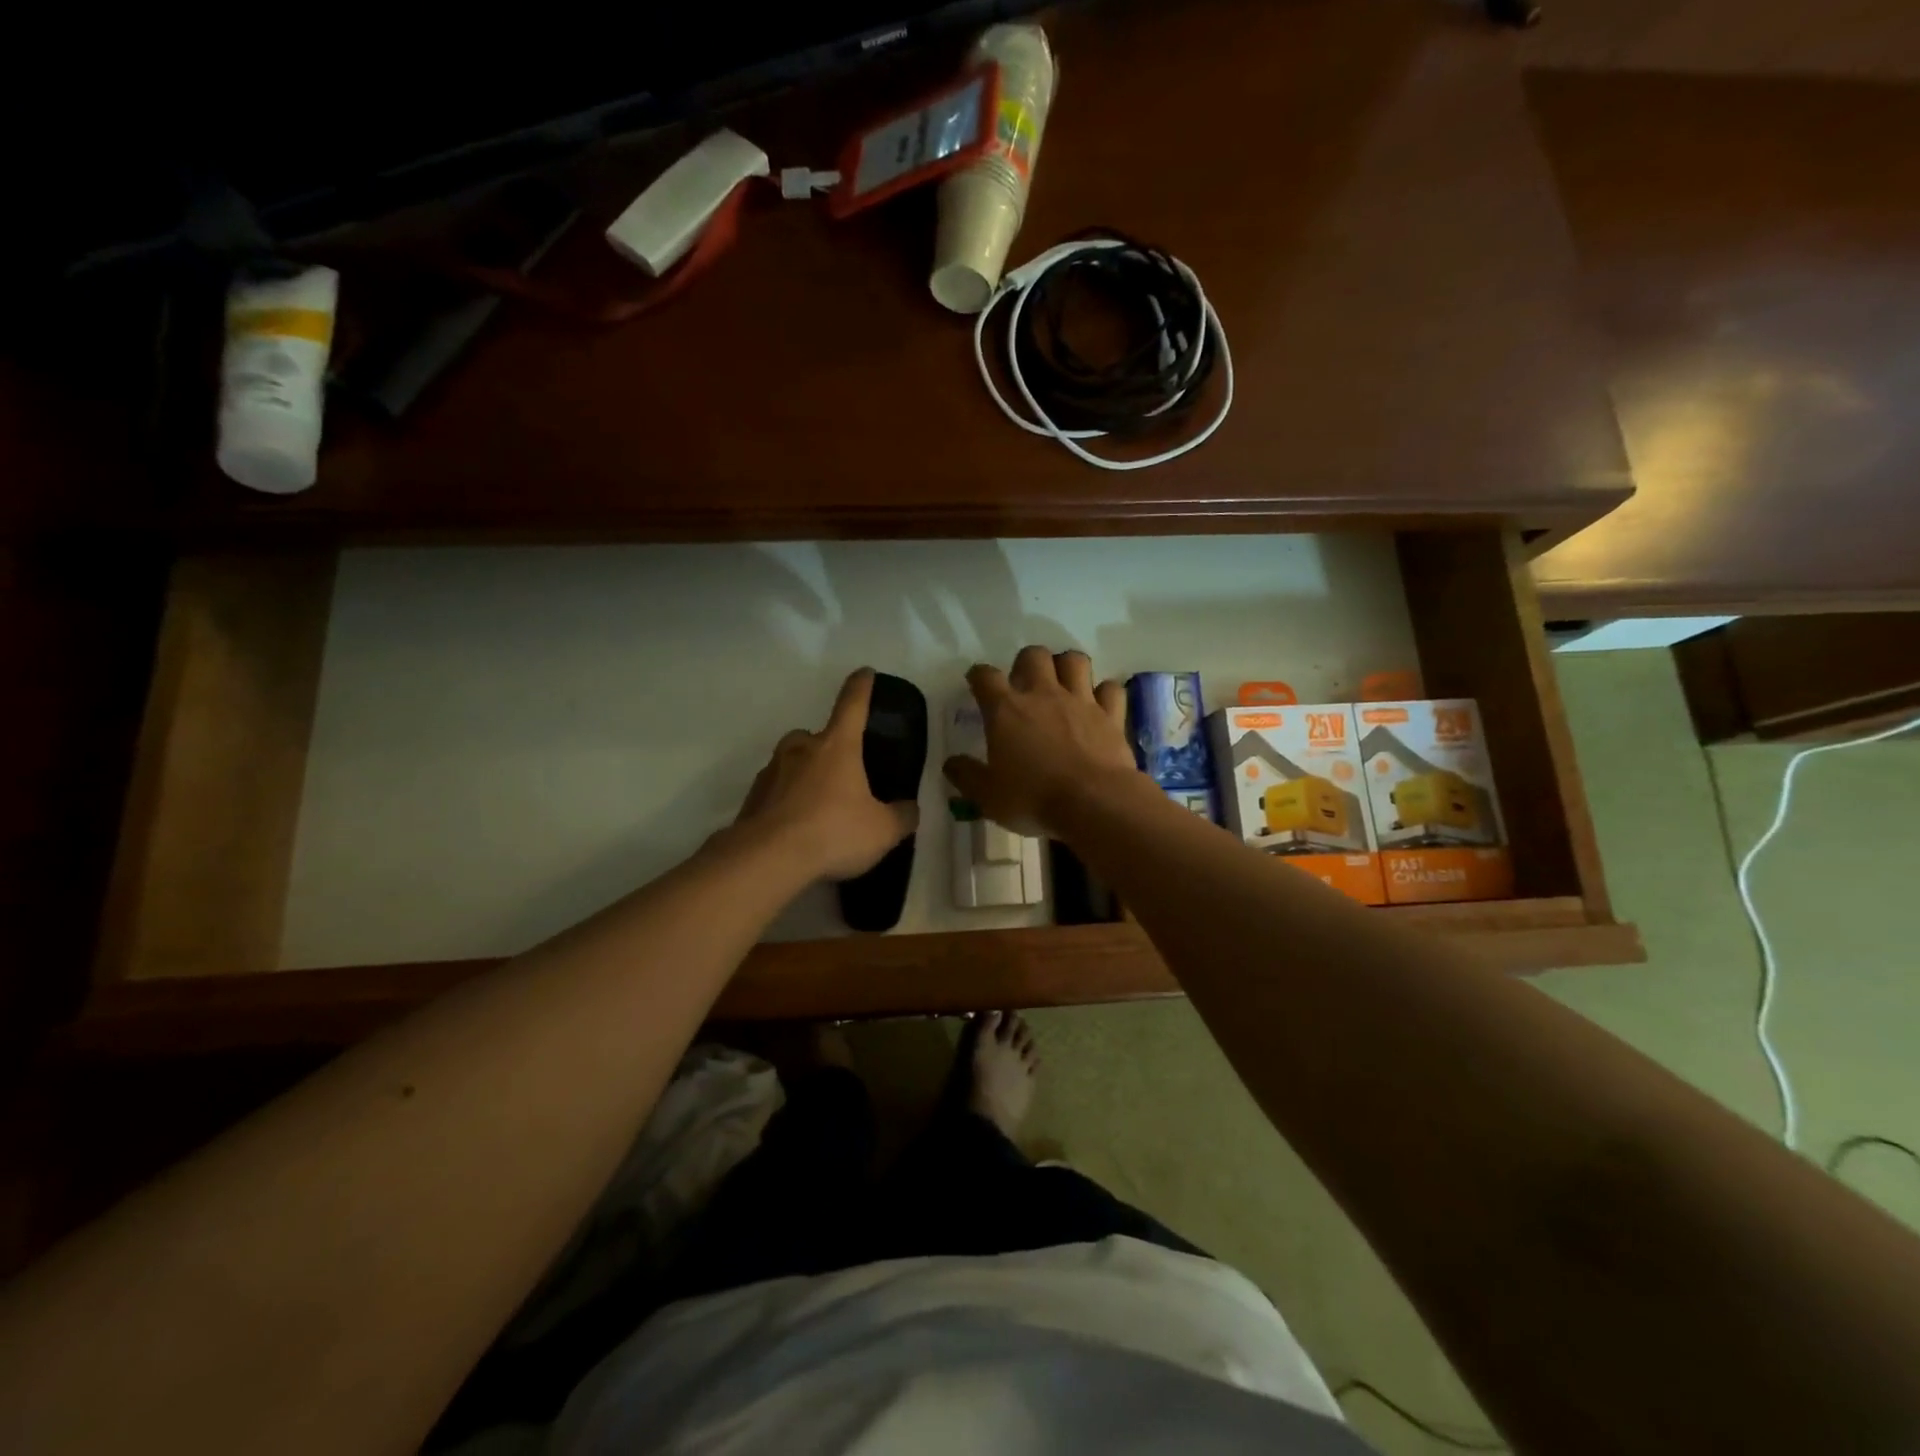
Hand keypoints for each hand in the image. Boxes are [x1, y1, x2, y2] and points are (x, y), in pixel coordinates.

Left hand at [731, 668, 919, 881]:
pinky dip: (786, 802)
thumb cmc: (833, 832)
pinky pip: (776, 792)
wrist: (767, 859)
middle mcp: (801, 750)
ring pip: (792, 764)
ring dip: (804, 777)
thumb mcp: (883, 830)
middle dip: (827, 748)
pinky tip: (797, 828)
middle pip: (815, 736)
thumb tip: (909, 809)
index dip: (861, 687)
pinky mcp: (752, 798)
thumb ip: (901, 816)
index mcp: (837, 746)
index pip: (852, 705)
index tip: (864, 672)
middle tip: (842, 775)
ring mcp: (772, 772)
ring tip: (819, 808)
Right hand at [943, 646, 1141, 834]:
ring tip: (1063, 684)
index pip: (985, 676)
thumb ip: (967, 776)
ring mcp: (1080, 701)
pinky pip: (1111, 689)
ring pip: (1075, 660)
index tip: (977, 684)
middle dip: (1027, 663)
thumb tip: (951, 763)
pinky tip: (1100, 704)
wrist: (1093, 803)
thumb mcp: (987, 797)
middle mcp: (1043, 695)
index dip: (978, 676)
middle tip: (1025, 684)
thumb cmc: (1033, 799)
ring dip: (1067, 666)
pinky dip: (1105, 693)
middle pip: (1033, 655)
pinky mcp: (1110, 715)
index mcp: (1006, 710)